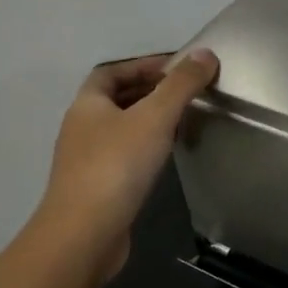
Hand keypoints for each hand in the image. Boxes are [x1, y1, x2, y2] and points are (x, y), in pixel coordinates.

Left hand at [37, 49, 218, 283]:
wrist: (85, 233)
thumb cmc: (117, 167)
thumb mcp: (155, 117)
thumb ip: (181, 85)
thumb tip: (206, 53)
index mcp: (88, 104)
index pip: (111, 71)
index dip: (142, 64)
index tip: (178, 68)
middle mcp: (82, 127)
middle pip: (115, 99)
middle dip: (149, 91)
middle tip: (187, 92)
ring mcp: (87, 160)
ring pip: (121, 128)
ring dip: (149, 120)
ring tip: (184, 120)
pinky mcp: (98, 188)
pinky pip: (124, 155)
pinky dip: (146, 148)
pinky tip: (167, 157)